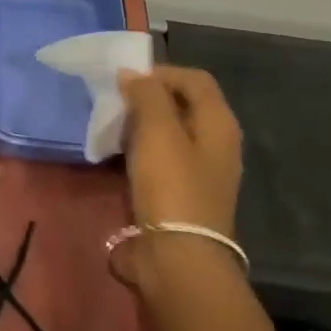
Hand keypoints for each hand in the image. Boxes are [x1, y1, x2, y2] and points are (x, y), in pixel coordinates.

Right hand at [118, 65, 242, 236]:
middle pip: (182, 105)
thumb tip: (133, 74)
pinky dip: (139, 152)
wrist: (177, 258)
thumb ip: (146, 95)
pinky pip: (159, 160)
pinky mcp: (179, 194)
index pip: (195, 79)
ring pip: (168, 134)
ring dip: (140, 126)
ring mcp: (199, 172)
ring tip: (111, 127)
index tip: (126, 80)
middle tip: (115, 103)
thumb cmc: (171, 186)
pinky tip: (117, 158)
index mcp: (219, 124)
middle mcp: (215, 144)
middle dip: (148, 98)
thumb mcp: (157, 131)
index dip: (161, 72)